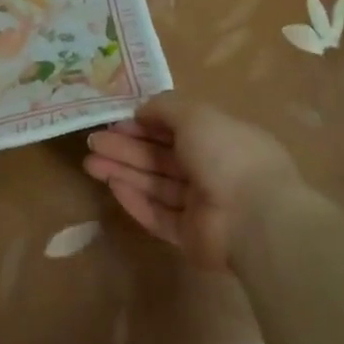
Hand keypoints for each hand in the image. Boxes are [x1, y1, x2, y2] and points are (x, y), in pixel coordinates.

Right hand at [84, 92, 303, 271]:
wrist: (253, 218)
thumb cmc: (227, 155)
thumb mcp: (196, 115)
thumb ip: (166, 107)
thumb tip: (142, 109)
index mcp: (221, 139)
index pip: (177, 129)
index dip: (145, 124)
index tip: (115, 122)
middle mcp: (212, 171)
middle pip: (161, 158)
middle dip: (126, 148)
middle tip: (93, 143)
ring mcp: (201, 206)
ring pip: (155, 185)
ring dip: (123, 171)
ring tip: (90, 163)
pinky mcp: (188, 236)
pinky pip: (157, 215)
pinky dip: (135, 200)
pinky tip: (112, 186)